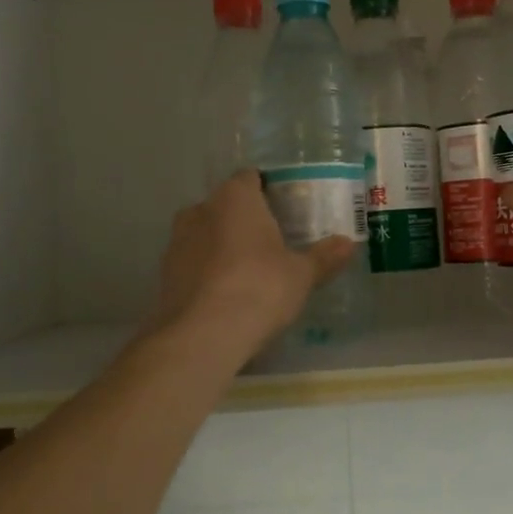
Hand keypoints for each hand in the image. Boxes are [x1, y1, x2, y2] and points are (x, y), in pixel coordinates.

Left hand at [153, 170, 356, 351]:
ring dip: (223, 246)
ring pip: (206, 234)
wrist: (201, 335)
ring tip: (249, 272)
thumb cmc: (259, 288)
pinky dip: (208, 272)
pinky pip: (193, 263)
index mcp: (235, 197)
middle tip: (272, 242)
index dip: (268, 190)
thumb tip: (348, 244)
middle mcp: (201, 209)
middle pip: (226, 205)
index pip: (250, 178)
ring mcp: (177, 242)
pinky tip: (226, 295)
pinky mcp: (164, 274)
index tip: (285, 209)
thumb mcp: (301, 275)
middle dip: (246, 220)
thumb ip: (323, 257)